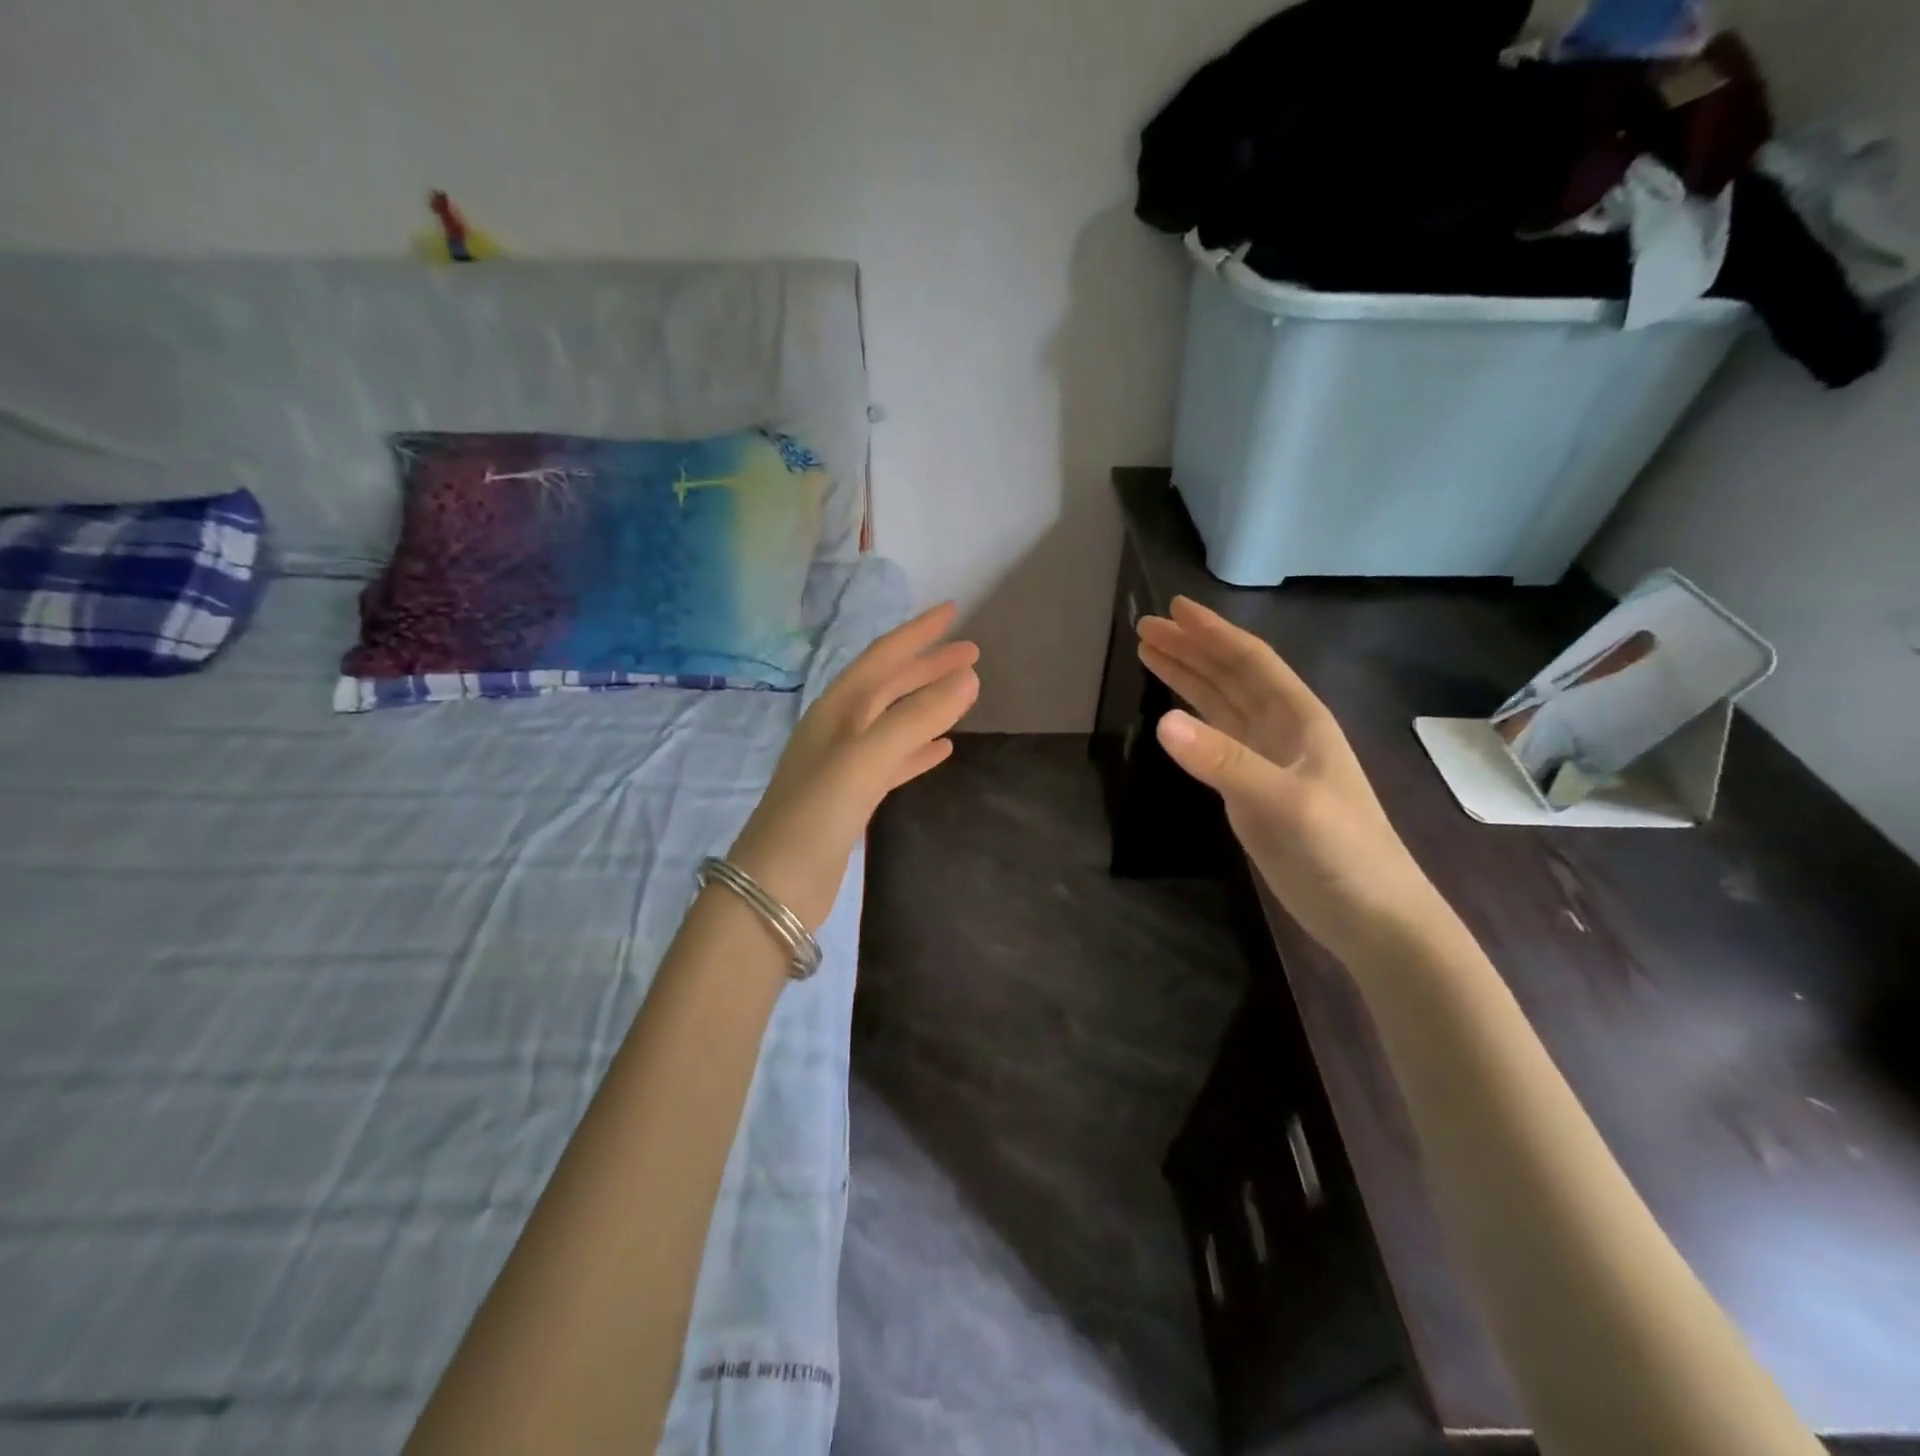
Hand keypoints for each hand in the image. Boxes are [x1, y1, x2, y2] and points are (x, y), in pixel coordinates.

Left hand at [728, 603, 978, 930]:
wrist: (775, 886)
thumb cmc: (816, 813)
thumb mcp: (866, 759)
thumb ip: (916, 718)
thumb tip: (968, 678)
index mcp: (837, 709)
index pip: (882, 657)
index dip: (917, 633)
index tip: (954, 612)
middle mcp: (838, 729)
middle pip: (890, 686)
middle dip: (928, 666)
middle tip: (972, 653)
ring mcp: (844, 764)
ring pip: (893, 721)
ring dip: (927, 704)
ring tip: (964, 693)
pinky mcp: (852, 798)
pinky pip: (893, 760)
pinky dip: (918, 749)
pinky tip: (943, 749)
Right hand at [1137, 596, 1446, 967]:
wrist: (1369, 914)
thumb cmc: (1339, 850)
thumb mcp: (1282, 801)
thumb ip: (1224, 761)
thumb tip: (1162, 722)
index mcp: (1299, 719)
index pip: (1250, 662)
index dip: (1212, 633)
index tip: (1173, 608)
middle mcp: (1283, 731)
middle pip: (1231, 677)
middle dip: (1191, 650)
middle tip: (1146, 628)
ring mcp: (1268, 761)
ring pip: (1222, 706)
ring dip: (1188, 679)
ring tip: (1150, 655)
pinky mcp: (1254, 791)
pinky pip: (1218, 740)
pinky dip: (1194, 720)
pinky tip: (1174, 714)